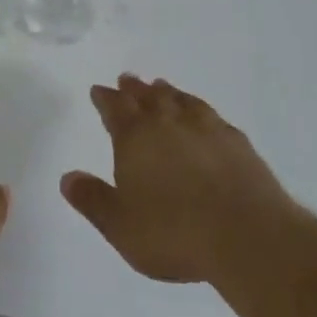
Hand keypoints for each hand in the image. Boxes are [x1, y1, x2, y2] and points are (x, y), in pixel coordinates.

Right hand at [62, 75, 290, 284]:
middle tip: (127, 79)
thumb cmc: (174, 233)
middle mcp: (169, 123)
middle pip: (147, 97)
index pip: (115, 109)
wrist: (247, 236)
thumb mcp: (120, 225)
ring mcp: (207, 129)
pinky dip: (199, 109)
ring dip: (167, 92)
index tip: (99, 90)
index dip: (105, 98)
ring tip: (161, 86)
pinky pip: (212, 115)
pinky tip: (204, 116)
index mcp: (135, 138)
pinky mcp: (237, 143)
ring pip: (181, 100)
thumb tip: (68, 177)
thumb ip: (92, 199)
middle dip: (134, 89)